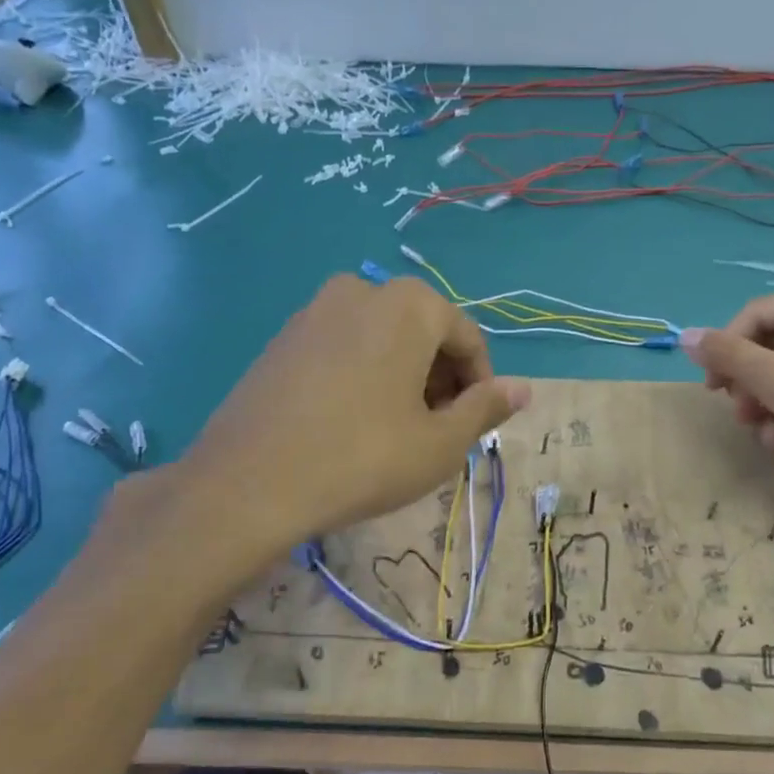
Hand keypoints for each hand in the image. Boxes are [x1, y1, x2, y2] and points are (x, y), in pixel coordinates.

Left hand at [123, 276, 528, 568]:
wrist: (249, 483)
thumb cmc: (364, 458)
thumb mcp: (440, 442)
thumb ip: (486, 408)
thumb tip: (523, 389)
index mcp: (409, 304)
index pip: (467, 339)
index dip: (480, 385)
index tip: (473, 426)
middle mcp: (363, 290)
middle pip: (424, 334)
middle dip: (441, 379)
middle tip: (437, 431)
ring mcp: (315, 311)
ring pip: (383, 340)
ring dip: (403, 378)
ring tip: (397, 431)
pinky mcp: (282, 338)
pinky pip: (344, 348)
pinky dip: (363, 376)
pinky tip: (352, 423)